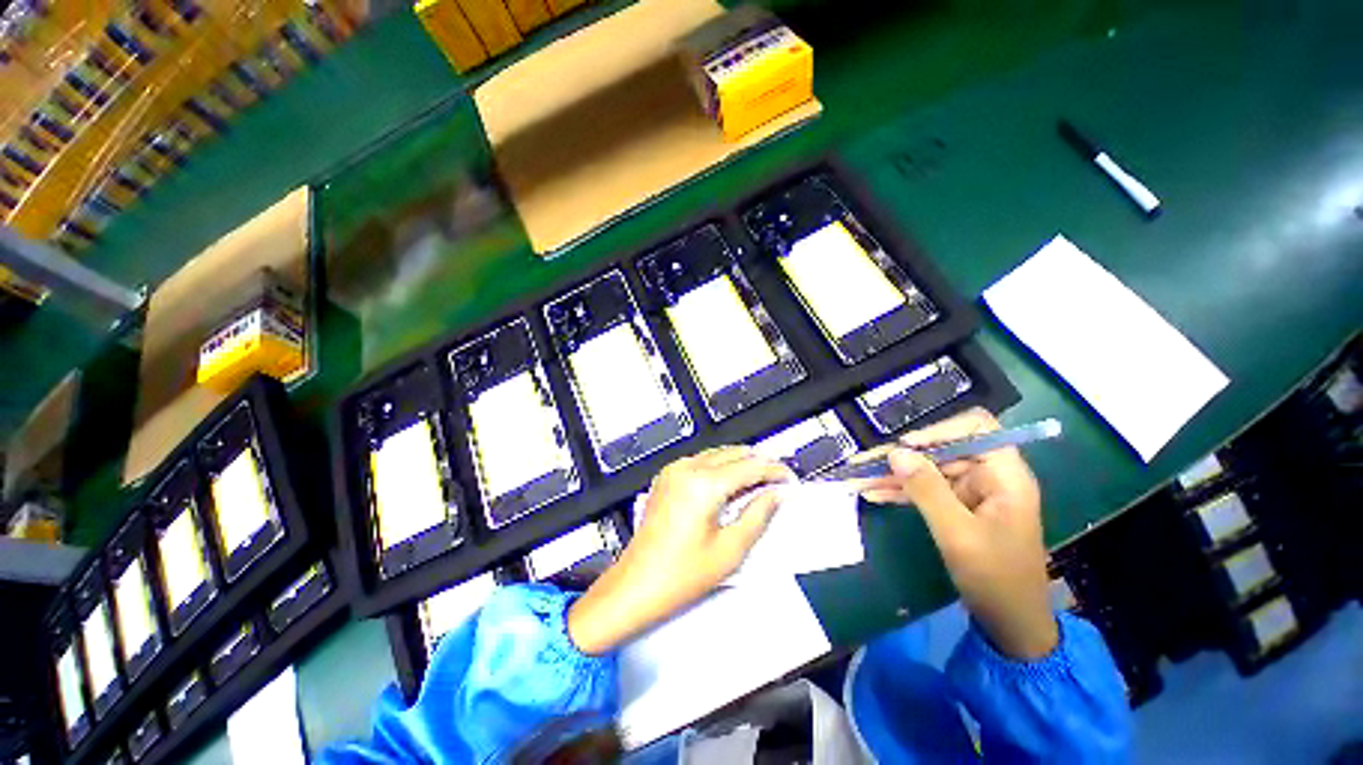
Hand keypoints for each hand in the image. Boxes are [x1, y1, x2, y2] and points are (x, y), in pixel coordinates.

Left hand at [567, 447, 793, 654]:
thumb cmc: (682, 574)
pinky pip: (701, 461)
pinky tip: (730, 484)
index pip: (750, 466)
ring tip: (759, 482)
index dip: (774, 470)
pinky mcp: (666, 477)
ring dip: (740, 463)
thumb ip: (758, 515)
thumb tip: (777, 494)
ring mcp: (674, 470)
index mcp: (704, 483)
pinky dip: (720, 467)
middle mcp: (687, 467)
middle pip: (733, 453)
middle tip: (778, 481)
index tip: (791, 480)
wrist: (636, 585)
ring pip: (717, 454)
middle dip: (759, 463)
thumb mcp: (730, 550)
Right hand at [857, 408, 1056, 658]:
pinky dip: (901, 493)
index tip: (906, 446)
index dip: (940, 430)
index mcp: (1004, 476)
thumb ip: (926, 489)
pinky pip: (927, 492)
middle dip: (903, 458)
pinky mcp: (959, 509)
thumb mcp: (957, 533)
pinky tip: (873, 494)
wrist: (1011, 624)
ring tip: (859, 479)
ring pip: (928, 472)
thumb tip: (896, 453)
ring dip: (895, 476)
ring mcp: (973, 494)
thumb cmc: (995, 578)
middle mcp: (989, 477)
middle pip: (942, 450)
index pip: (976, 428)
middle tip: (864, 464)